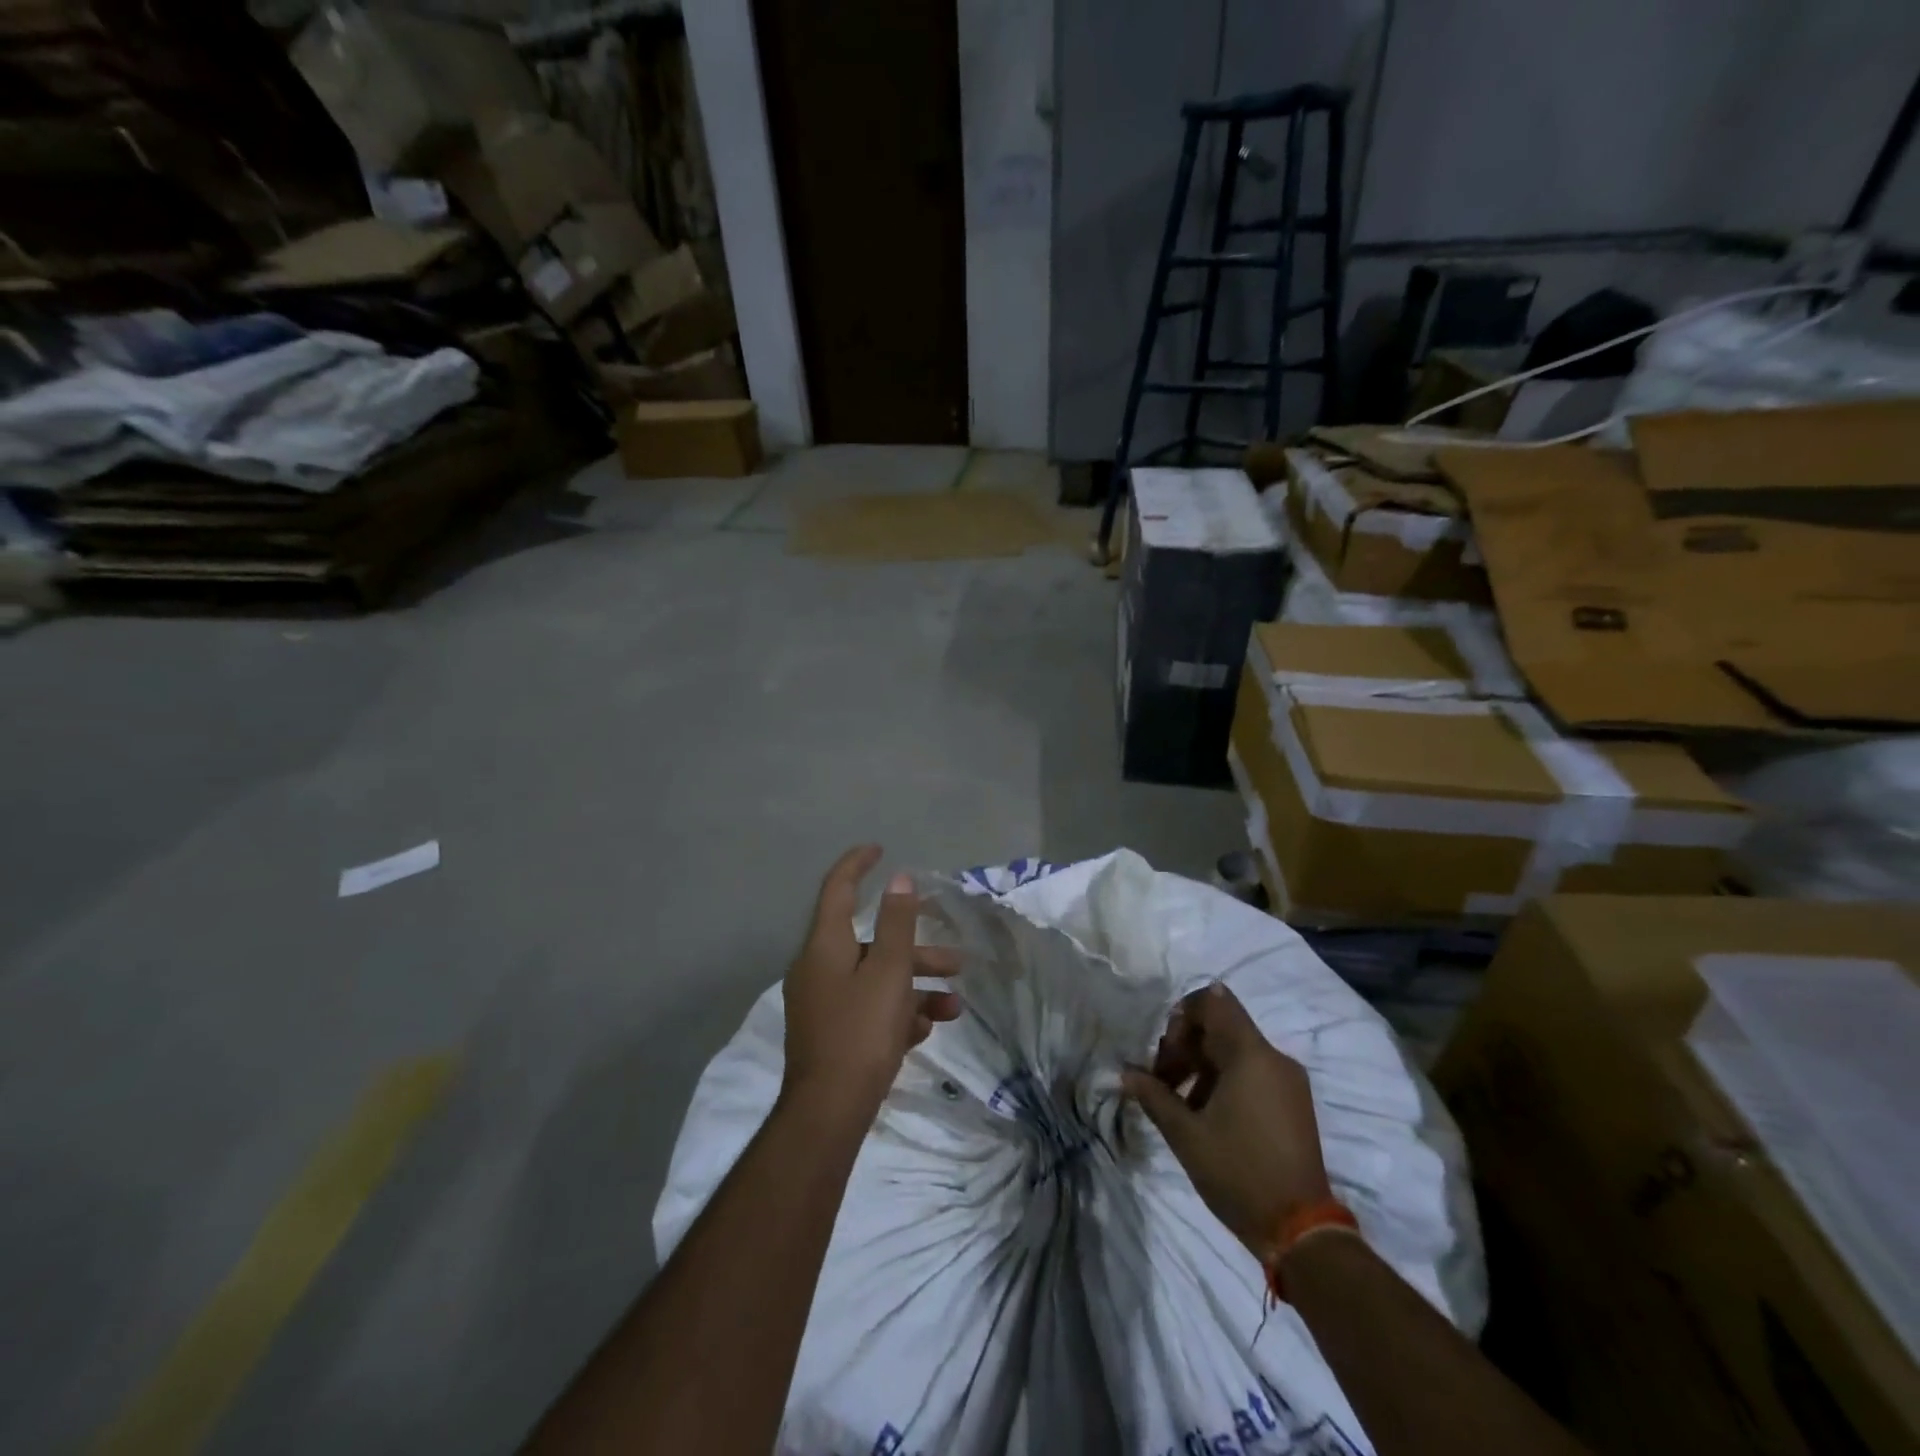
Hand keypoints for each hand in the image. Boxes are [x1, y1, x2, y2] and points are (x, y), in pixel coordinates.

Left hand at [781, 846, 962, 1116]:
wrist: (829, 1113)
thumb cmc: (861, 1032)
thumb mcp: (888, 972)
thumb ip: (897, 923)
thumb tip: (899, 880)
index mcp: (825, 945)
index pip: (837, 888)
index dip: (858, 864)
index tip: (880, 849)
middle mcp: (819, 968)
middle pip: (871, 943)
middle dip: (916, 949)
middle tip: (955, 959)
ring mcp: (824, 1004)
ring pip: (876, 980)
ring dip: (917, 987)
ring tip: (954, 1007)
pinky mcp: (832, 1034)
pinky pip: (869, 1010)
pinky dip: (899, 1013)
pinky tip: (928, 1030)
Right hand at [1122, 983, 1333, 1263]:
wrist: (1301, 1232)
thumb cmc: (1239, 1173)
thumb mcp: (1186, 1135)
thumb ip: (1154, 1096)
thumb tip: (1126, 1073)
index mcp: (1250, 1054)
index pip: (1214, 1002)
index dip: (1183, 1016)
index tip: (1166, 1051)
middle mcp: (1274, 1057)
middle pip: (1222, 1027)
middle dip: (1186, 1046)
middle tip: (1162, 1081)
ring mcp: (1288, 1081)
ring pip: (1235, 1051)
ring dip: (1202, 1066)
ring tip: (1178, 1103)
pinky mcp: (1294, 1103)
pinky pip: (1253, 1072)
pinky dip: (1224, 1081)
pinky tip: (1206, 1116)